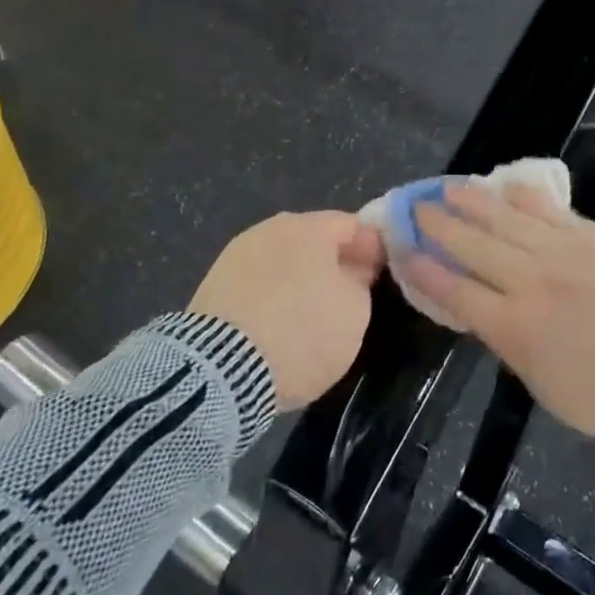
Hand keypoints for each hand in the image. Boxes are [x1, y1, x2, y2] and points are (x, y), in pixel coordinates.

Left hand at [189, 211, 384, 409]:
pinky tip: (278, 322)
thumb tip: (351, 271)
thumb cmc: (302, 332)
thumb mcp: (355, 312)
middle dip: (334, 261)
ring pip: (282, 260)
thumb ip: (359, 282)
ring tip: (312, 311)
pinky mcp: (212, 284)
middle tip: (351, 293)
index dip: (373, 248)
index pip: (353, 225)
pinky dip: (273, 295)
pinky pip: (257, 282)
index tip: (382, 274)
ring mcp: (236, 254)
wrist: (222, 370)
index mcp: (309, 226)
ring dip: (300, 277)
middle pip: (313, 239)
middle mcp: (270, 228)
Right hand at [407, 183, 594, 460]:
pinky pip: (553, 211)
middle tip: (421, 207)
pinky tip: (509, 186)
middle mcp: (530, 282)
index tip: (408, 251)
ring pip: (508, 220)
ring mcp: (565, 253)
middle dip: (443, 227)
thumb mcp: (550, 389)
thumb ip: (517, 347)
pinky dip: (527, 197)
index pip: (458, 292)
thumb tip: (498, 319)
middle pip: (475, 247)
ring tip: (452, 188)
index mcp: (514, 328)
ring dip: (476, 203)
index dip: (429, 271)